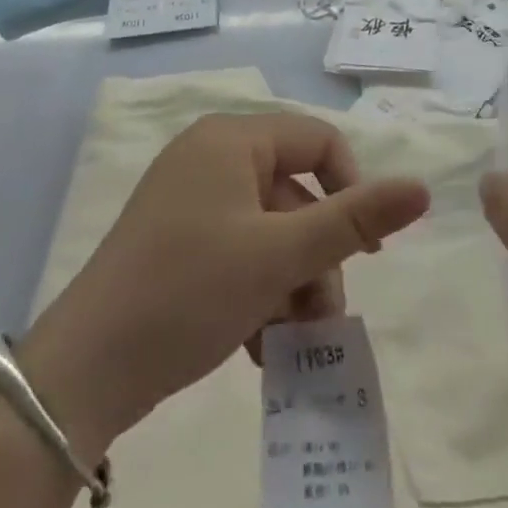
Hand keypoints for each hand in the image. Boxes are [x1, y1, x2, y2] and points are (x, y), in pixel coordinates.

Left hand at [19, 113, 428, 452]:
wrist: (85, 369)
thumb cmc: (191, 290)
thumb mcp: (281, 255)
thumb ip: (355, 218)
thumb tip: (422, 187)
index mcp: (233, 137)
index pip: (318, 141)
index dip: (351, 191)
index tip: (366, 253)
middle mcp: (211, 154)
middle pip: (294, 194)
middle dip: (317, 259)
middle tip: (321, 319)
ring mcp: (189, 197)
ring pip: (269, 231)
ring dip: (291, 286)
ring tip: (288, 346)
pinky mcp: (176, 238)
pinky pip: (238, 250)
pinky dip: (257, 293)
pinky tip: (257, 347)